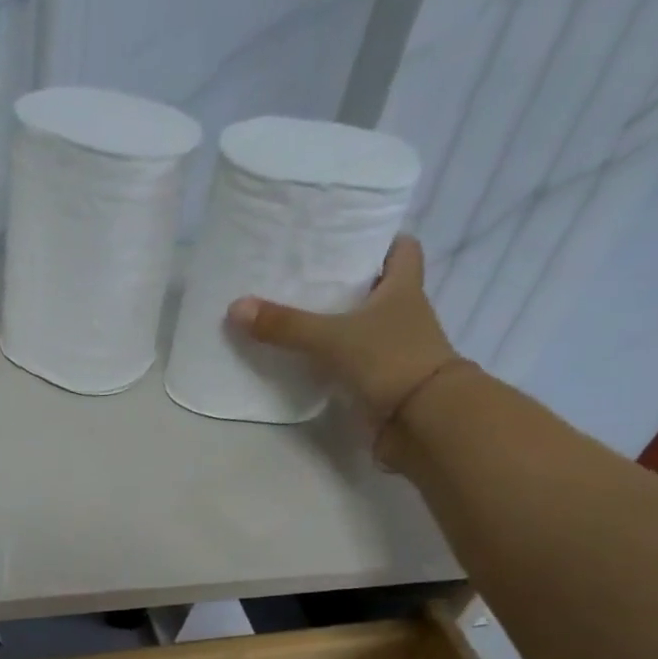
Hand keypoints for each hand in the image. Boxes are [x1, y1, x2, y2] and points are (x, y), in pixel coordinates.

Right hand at [227, 236, 460, 421]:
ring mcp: (393, 348)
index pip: (403, 249)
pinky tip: (305, 358)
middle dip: (347, 282)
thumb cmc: (389, 360)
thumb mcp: (332, 337)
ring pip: (363, 325)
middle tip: (306, 277)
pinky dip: (333, 358)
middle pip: (377, 287)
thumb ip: (286, 325)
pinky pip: (353, 360)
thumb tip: (236, 306)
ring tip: (295, 315)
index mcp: (403, 287)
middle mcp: (403, 313)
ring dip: (337, 322)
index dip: (380, 240)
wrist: (421, 419)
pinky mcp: (381, 380)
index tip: (347, 239)